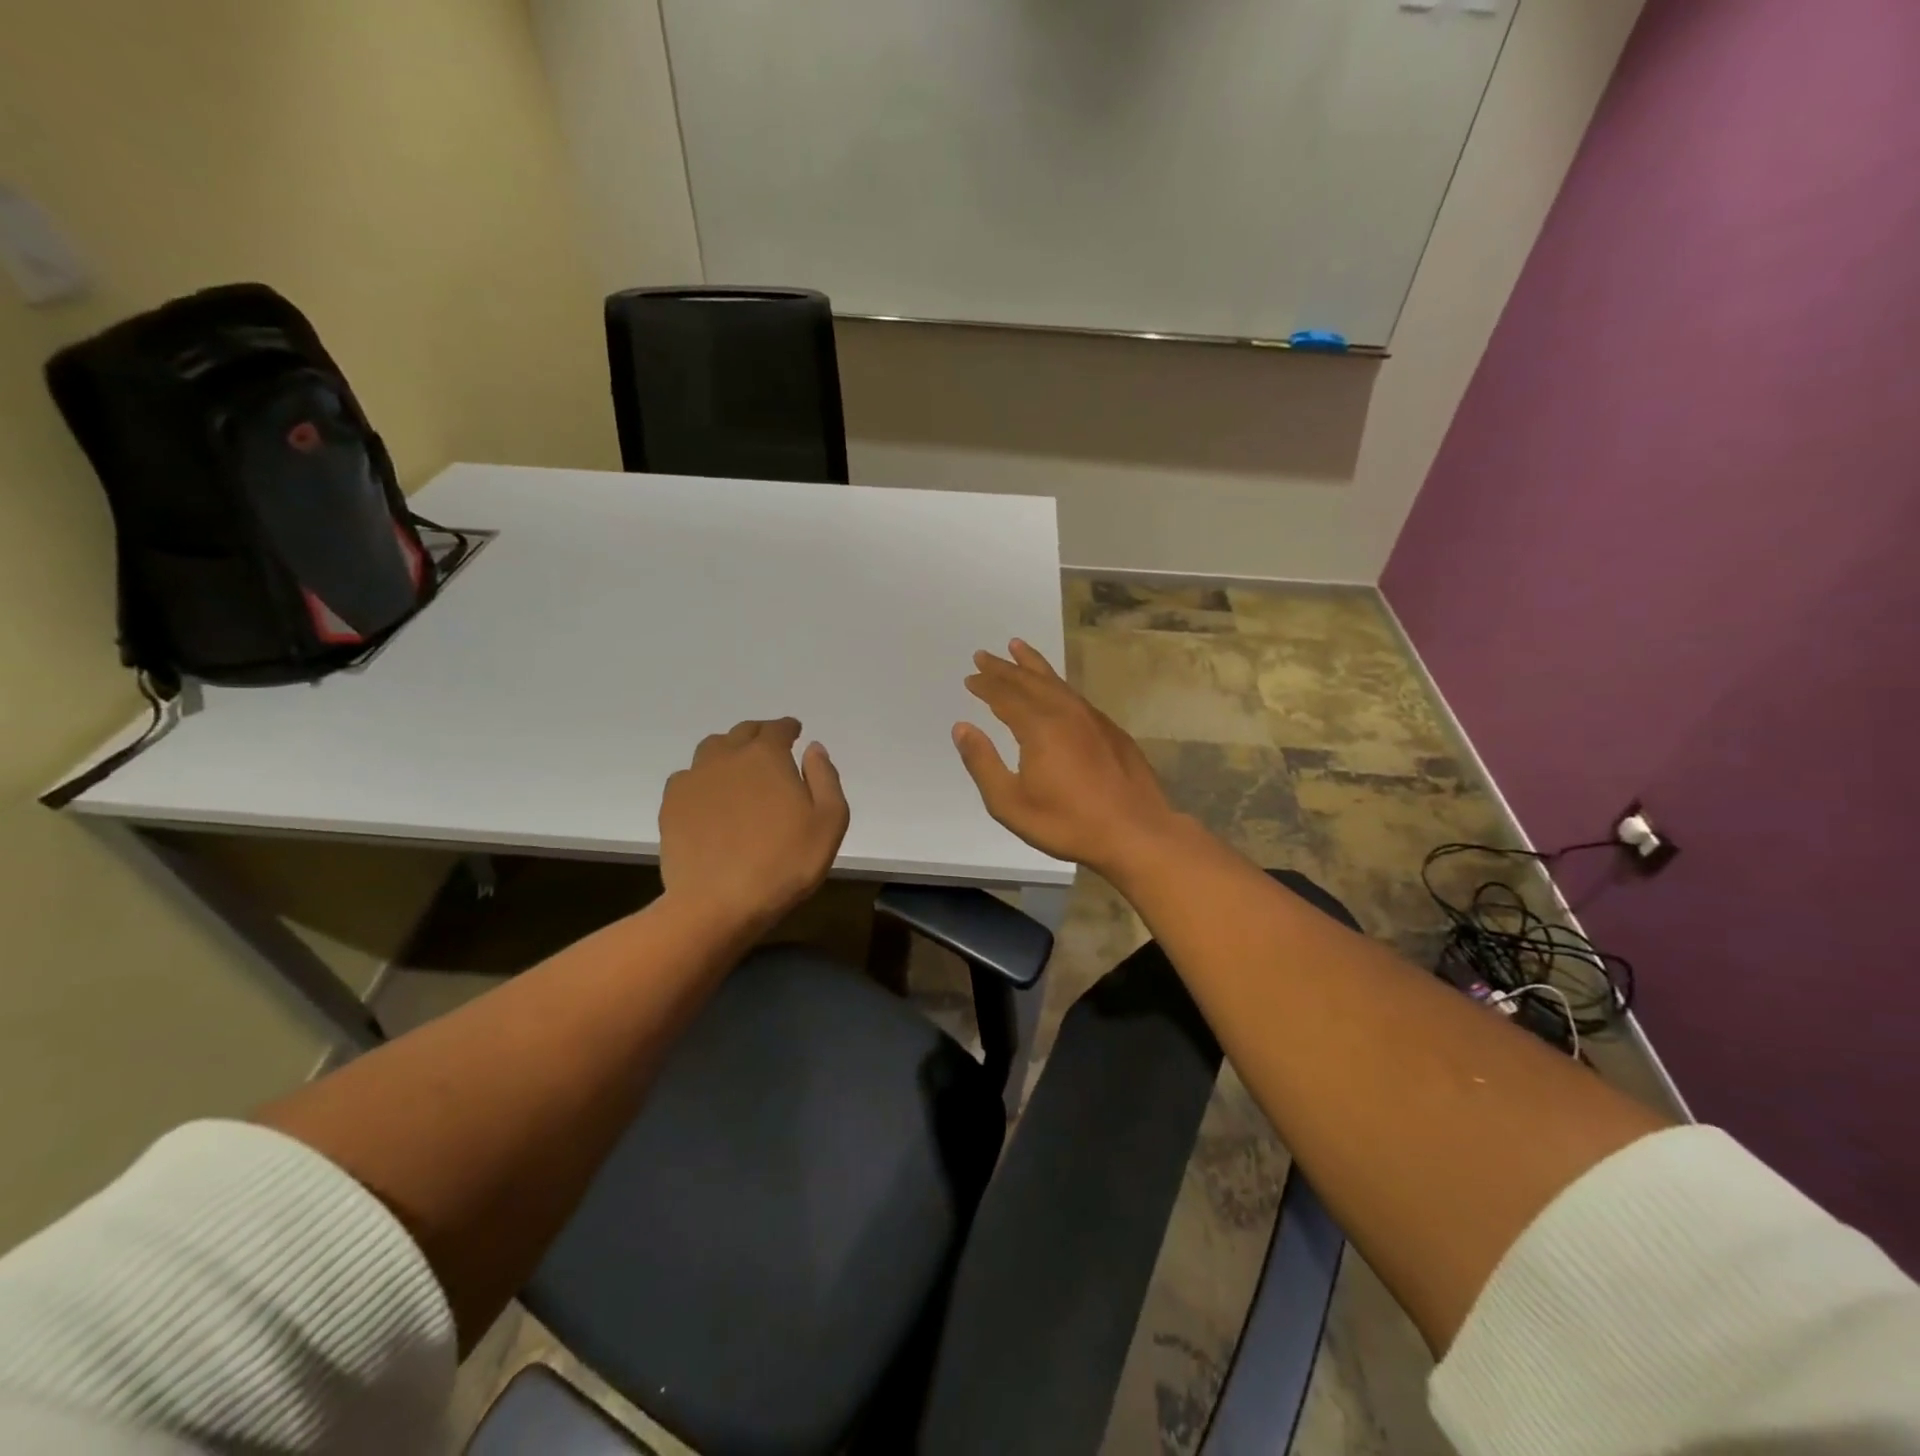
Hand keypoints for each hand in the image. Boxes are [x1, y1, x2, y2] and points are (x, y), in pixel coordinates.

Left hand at [659, 718, 850, 935]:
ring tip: (738, 768)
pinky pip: (687, 777)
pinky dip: (702, 777)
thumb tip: (813, 749)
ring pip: (711, 749)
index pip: (777, 729)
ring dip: (728, 751)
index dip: (788, 728)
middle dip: (759, 734)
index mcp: (766, 756)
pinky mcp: (671, 805)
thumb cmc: (784, 863)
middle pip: (742, 733)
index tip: (794, 733)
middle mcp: (727, 757)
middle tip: (769, 747)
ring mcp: (694, 779)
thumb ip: (825, 778)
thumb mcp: (829, 822)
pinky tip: (709, 796)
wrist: (718, 903)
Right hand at [953, 640, 1183, 876]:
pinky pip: (1075, 695)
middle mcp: (1065, 713)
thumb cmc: (1067, 823)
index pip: (1005, 696)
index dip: (985, 685)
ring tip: (1018, 648)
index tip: (970, 677)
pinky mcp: (1111, 730)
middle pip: (1029, 681)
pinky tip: (1055, 688)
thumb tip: (962, 728)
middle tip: (984, 655)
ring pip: (1056, 682)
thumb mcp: (1010, 803)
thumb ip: (982, 763)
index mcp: (1038, 728)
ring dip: (1033, 665)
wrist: (1136, 832)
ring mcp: (1092, 719)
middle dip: (1004, 668)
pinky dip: (1057, 683)